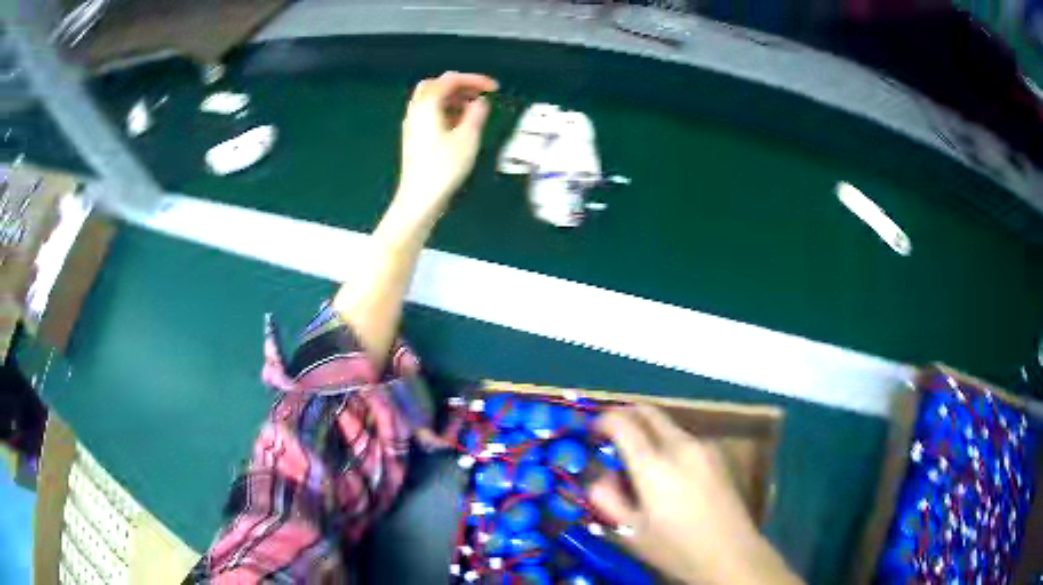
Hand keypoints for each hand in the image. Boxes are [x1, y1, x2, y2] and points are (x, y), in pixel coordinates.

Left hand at [392, 71, 497, 228]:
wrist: (419, 198)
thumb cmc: (444, 168)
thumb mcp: (468, 138)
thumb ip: (476, 114)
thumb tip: (480, 102)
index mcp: (427, 106)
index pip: (450, 80)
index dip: (474, 79)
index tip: (493, 87)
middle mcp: (416, 111)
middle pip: (435, 85)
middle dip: (459, 85)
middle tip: (479, 93)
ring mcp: (412, 125)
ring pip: (431, 99)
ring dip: (453, 98)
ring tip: (474, 109)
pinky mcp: (414, 138)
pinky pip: (430, 114)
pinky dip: (446, 110)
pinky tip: (460, 124)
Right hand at [591, 406, 800, 584]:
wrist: (731, 553)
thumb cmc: (676, 548)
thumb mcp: (630, 531)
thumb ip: (607, 499)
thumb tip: (601, 476)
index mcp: (654, 464)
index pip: (622, 422)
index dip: (603, 420)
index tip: (592, 432)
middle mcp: (681, 445)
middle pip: (648, 412)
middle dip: (625, 415)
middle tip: (611, 434)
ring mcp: (704, 447)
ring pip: (668, 425)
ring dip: (648, 432)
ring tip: (639, 462)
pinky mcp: (718, 455)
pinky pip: (685, 439)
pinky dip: (667, 444)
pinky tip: (668, 473)